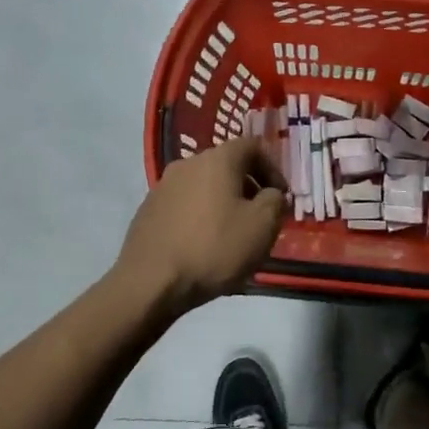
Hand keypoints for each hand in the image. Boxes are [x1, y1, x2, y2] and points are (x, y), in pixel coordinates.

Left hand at [113, 137, 286, 314]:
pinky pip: (184, 205)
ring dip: (223, 202)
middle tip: (260, 217)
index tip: (280, 197)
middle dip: (248, 187)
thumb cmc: (214, 248)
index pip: (252, 146)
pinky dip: (200, 216)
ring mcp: (163, 186)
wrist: (150, 282)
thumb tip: (270, 194)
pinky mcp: (148, 210)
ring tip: (232, 234)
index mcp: (217, 160)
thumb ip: (275, 201)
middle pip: (226, 165)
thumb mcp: (263, 226)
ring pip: (204, 186)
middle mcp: (187, 164)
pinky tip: (203, 245)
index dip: (273, 168)